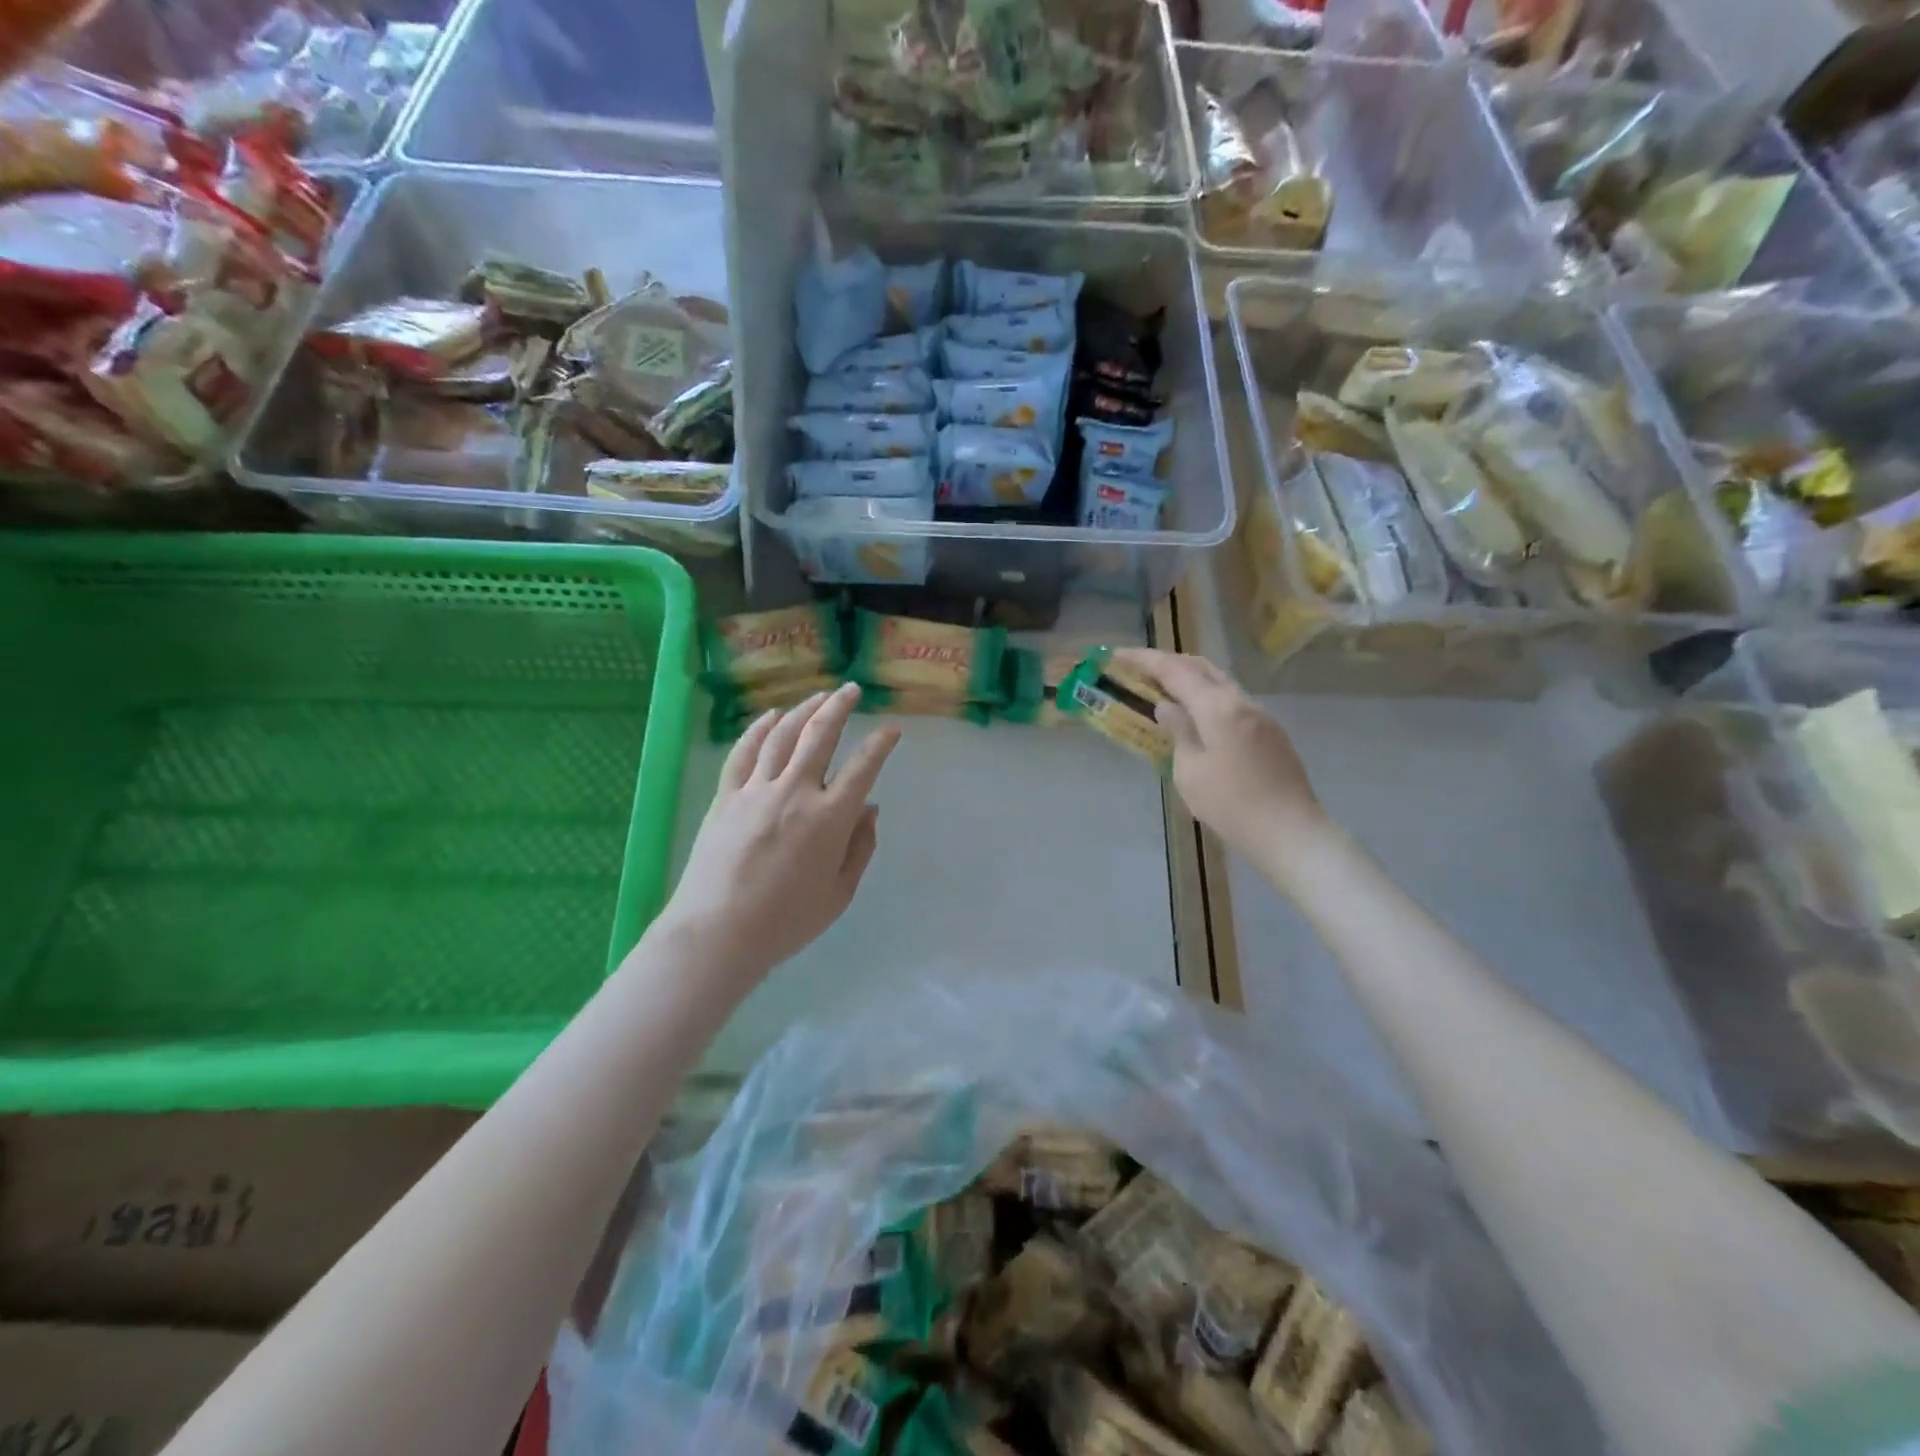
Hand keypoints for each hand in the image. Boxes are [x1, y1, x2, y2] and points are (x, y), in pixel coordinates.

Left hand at [653, 683, 900, 990]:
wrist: (717, 933)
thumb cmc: (786, 921)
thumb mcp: (839, 894)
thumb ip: (860, 848)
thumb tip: (870, 809)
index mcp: (829, 819)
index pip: (863, 767)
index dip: (881, 744)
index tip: (892, 729)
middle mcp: (796, 792)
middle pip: (820, 735)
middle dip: (840, 706)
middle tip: (852, 689)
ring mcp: (757, 790)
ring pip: (783, 735)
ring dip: (804, 710)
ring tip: (818, 696)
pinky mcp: (727, 796)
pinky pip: (745, 752)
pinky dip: (759, 729)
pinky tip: (771, 716)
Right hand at [1112, 649, 1334, 887]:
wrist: (1290, 832)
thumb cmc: (1230, 805)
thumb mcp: (1189, 771)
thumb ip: (1178, 732)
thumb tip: (1168, 708)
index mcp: (1217, 707)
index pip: (1174, 670)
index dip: (1143, 659)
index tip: (1117, 655)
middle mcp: (1241, 701)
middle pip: (1200, 667)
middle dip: (1167, 662)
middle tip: (1138, 669)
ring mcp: (1260, 715)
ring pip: (1219, 683)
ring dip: (1188, 679)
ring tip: (1162, 689)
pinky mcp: (1269, 732)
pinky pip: (1231, 702)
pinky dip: (1206, 698)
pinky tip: (1194, 716)